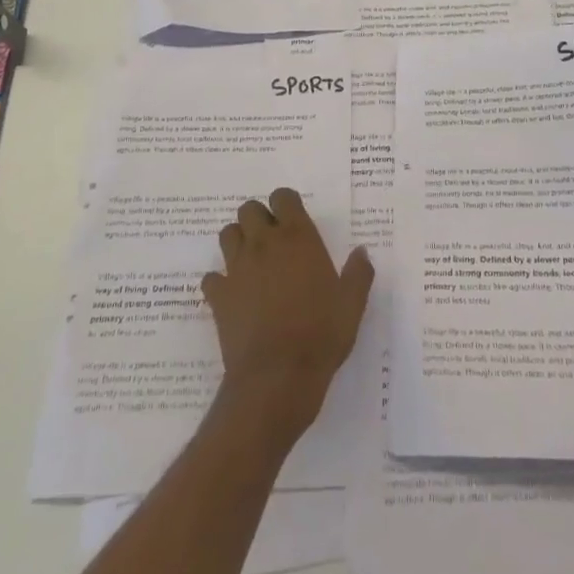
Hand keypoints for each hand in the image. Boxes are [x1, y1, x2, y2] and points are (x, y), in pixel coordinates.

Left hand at [201, 187, 373, 444]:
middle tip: (272, 241)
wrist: (278, 376)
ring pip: (227, 235)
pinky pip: (211, 277)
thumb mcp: (352, 304)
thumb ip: (358, 273)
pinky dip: (220, 282)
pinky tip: (233, 296)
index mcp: (298, 238)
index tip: (293, 220)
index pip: (283, 197)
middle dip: (258, 219)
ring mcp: (237, 268)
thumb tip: (362, 251)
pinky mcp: (218, 296)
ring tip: (252, 262)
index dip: (286, 204)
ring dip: (238, 242)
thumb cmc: (321, 334)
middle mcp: (264, 244)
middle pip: (249, 209)